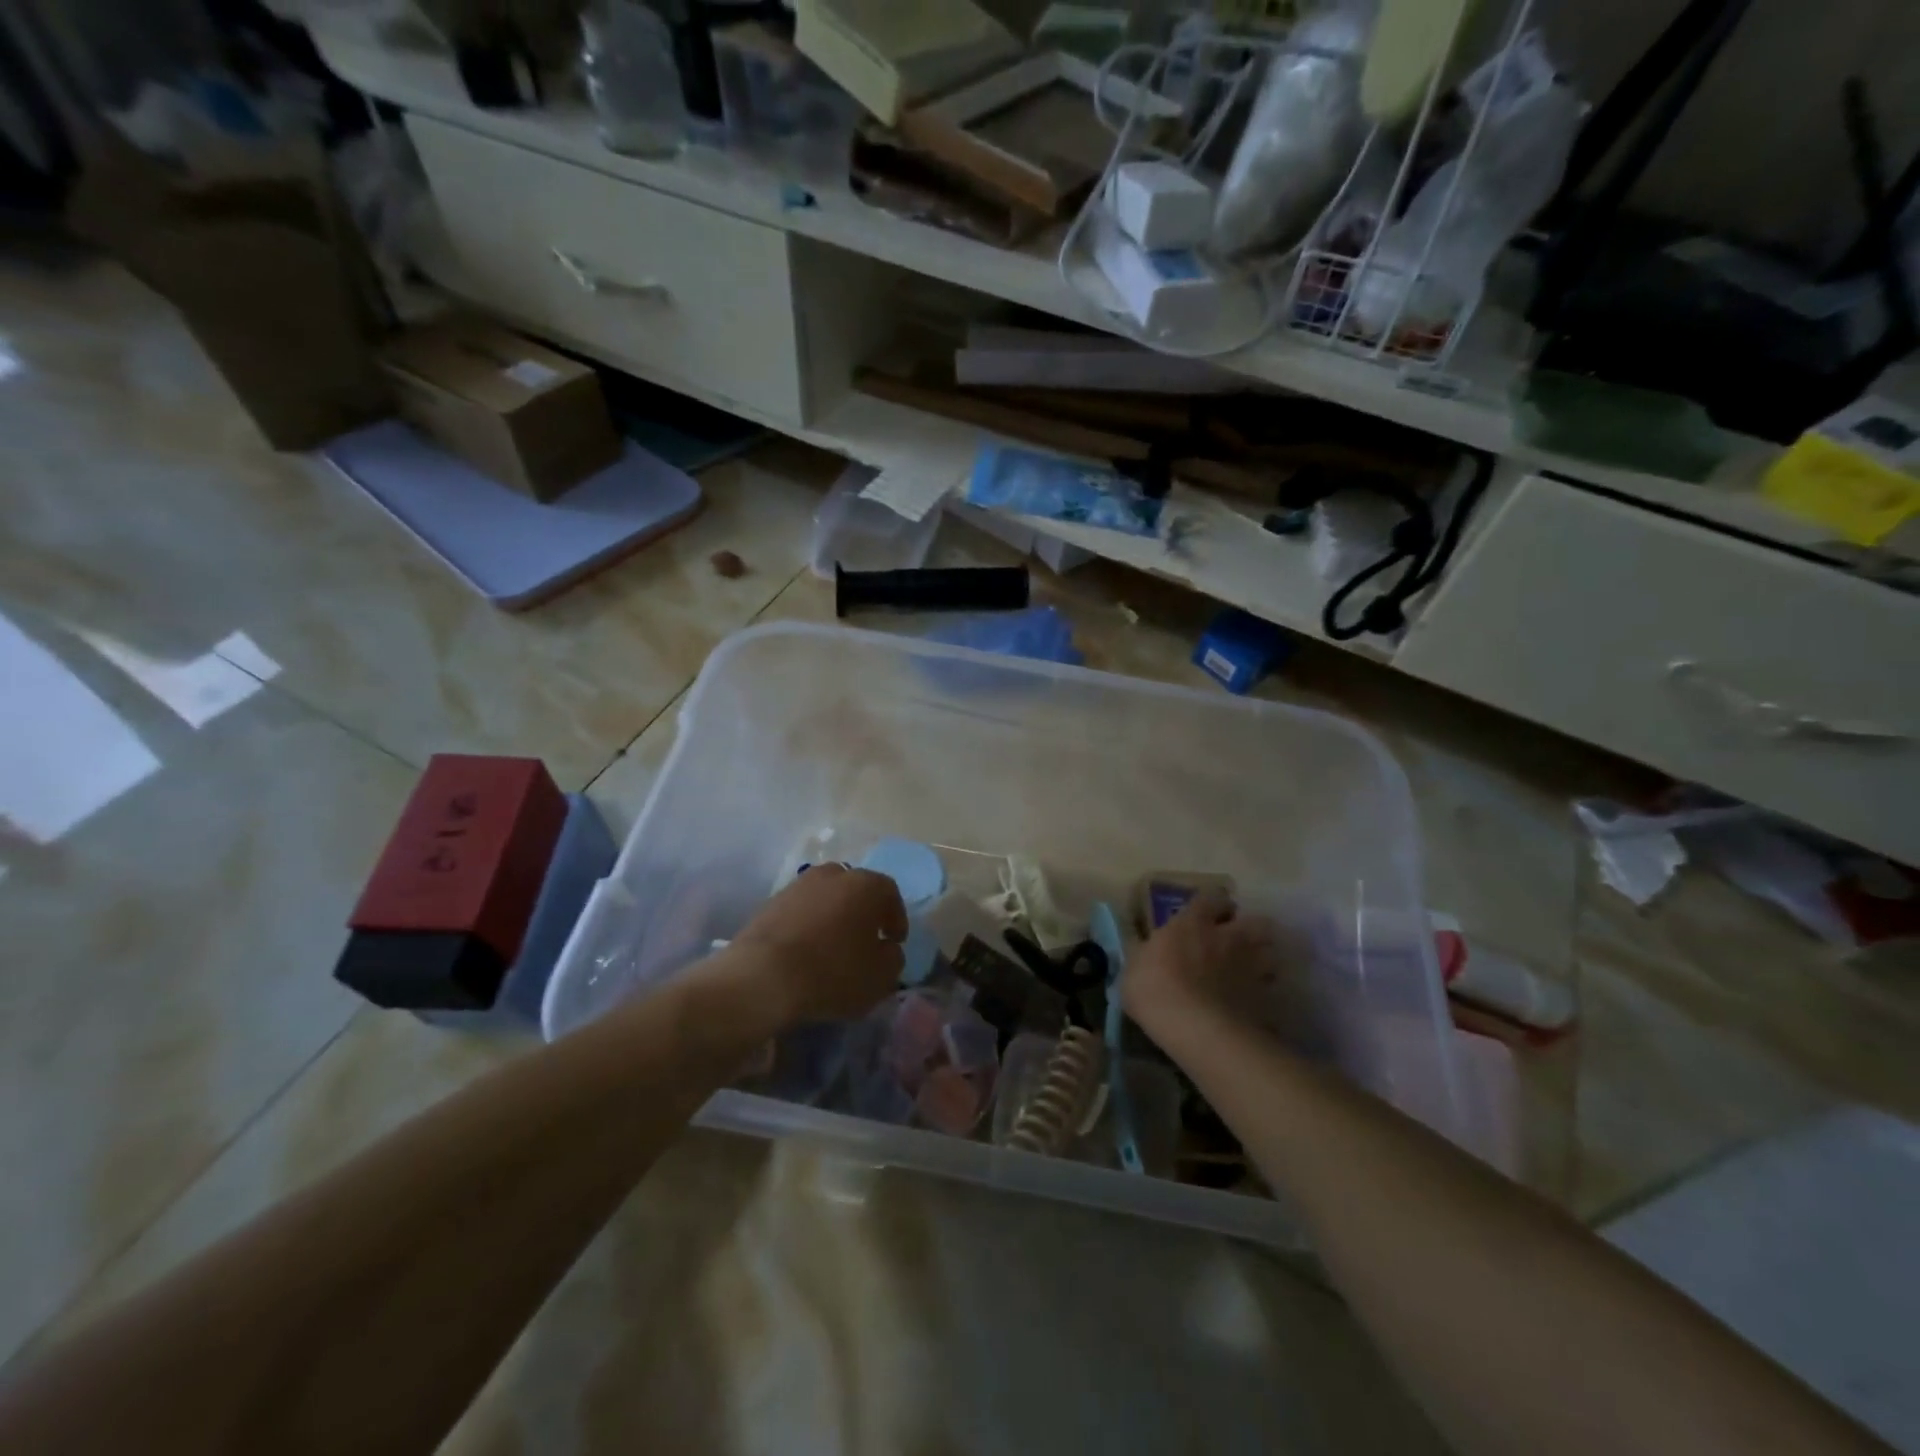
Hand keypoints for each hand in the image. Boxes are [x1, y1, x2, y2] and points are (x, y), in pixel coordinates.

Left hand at [728, 864, 907, 1026]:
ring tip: (832, 945)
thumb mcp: (880, 977)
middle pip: (856, 889)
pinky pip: (801, 910)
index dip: (896, 918)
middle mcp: (833, 874)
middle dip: (863, 912)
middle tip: (865, 939)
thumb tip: (887, 949)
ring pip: (826, 897)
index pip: (890, 893)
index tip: (894, 942)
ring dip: (834, 916)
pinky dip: (808, 924)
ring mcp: (798, 885)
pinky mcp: (770, 902)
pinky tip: (805, 950)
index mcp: (866, 885)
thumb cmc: (833, 973)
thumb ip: (893, 958)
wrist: (762, 976)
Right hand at [1122, 888, 1286, 1036]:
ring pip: (1271, 953)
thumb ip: (1145, 955)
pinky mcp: (1265, 998)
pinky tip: (1252, 1003)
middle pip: (1255, 922)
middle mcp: (1227, 938)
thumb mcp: (1134, 968)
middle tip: (1235, 940)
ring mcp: (1251, 967)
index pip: (1211, 898)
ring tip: (1249, 970)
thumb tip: (1144, 951)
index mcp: (1193, 924)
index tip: (1208, 913)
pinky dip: (1264, 993)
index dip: (1212, 904)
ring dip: (1262, 958)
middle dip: (1249, 928)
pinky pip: (1270, 990)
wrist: (1196, 1029)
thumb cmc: (1155, 990)